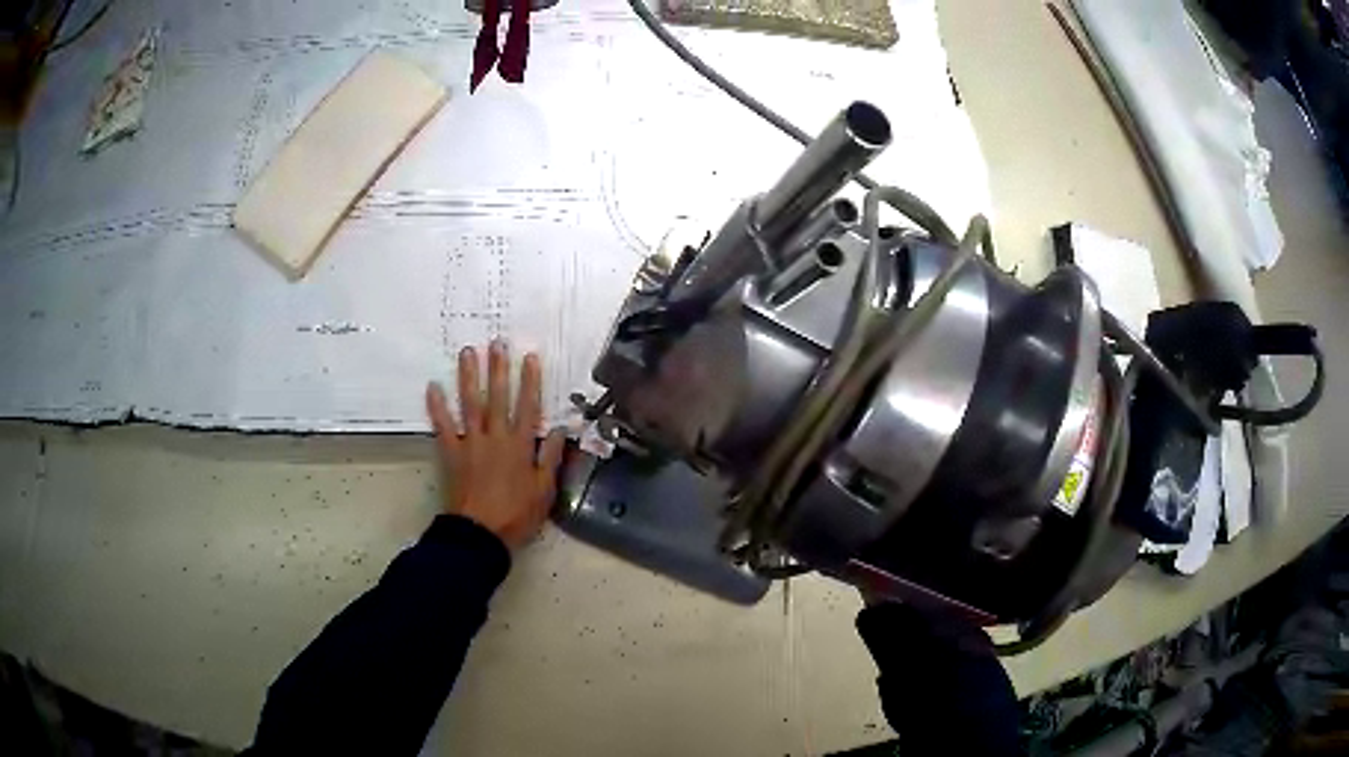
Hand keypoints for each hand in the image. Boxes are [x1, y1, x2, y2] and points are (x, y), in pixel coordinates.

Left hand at [425, 340, 566, 549]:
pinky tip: (432, 387)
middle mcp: (496, 437)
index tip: (529, 357)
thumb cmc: (516, 515)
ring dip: (469, 377)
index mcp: (521, 446)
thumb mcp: (544, 491)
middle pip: (498, 397)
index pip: (528, 407)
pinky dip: (437, 407)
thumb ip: (551, 458)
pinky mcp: (451, 453)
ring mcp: (471, 443)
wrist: (480, 534)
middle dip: (498, 368)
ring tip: (467, 352)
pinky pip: (443, 426)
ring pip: (470, 404)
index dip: (530, 381)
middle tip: (496, 342)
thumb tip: (561, 429)